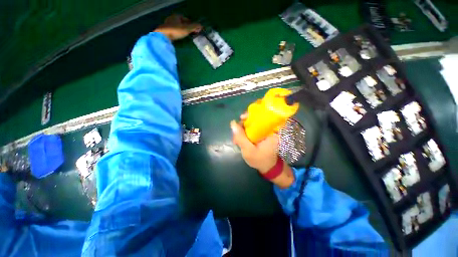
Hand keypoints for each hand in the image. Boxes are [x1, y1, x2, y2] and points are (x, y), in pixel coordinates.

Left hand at [154, 14, 202, 40]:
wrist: (163, 36)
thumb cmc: (175, 31)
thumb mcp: (187, 29)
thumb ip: (194, 27)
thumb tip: (201, 26)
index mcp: (177, 16)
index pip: (186, 19)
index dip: (191, 24)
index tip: (194, 29)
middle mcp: (172, 18)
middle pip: (181, 23)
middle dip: (186, 27)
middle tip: (191, 33)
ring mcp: (168, 24)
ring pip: (177, 27)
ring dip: (181, 31)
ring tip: (186, 36)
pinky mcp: (165, 30)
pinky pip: (173, 31)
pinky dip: (177, 33)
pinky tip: (179, 37)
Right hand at [231, 119, 293, 187]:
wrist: (267, 168)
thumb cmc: (260, 160)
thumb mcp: (248, 150)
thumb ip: (241, 137)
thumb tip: (233, 123)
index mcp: (271, 131)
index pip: (262, 116)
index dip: (250, 115)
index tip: (241, 118)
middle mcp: (270, 129)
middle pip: (255, 119)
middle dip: (243, 124)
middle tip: (236, 132)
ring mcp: (265, 131)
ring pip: (252, 124)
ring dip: (242, 130)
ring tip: (236, 139)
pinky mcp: (262, 134)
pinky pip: (252, 129)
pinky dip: (245, 133)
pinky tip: (239, 139)